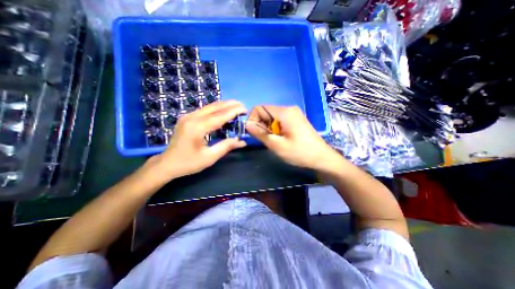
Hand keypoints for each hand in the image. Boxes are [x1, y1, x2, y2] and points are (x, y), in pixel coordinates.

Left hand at [149, 100, 246, 179]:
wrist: (167, 164)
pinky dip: (216, 109)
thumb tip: (242, 141)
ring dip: (224, 105)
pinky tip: (223, 111)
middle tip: (243, 106)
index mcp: (197, 128)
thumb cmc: (188, 163)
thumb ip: (226, 146)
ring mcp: (188, 116)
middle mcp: (192, 118)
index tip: (245, 109)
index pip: (220, 116)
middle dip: (230, 105)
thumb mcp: (209, 157)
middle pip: (215, 107)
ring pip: (209, 106)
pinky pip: (205, 110)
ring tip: (236, 106)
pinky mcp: (187, 118)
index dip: (234, 111)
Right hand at [245, 105, 340, 169]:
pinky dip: (274, 128)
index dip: (253, 119)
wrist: (321, 157)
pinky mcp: (295, 120)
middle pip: (266, 112)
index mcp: (284, 112)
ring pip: (272, 117)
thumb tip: (247, 125)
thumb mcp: (277, 145)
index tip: (254, 133)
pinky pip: (279, 120)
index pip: (259, 108)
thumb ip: (261, 134)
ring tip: (273, 140)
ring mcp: (293, 114)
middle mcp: (288, 109)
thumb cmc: (300, 152)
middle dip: (260, 124)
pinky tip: (280, 138)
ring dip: (267, 128)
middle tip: (265, 139)